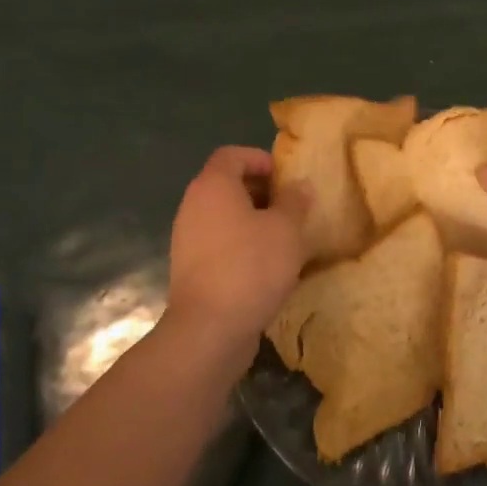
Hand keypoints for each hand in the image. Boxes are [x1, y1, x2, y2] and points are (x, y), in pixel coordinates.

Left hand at [165, 146, 309, 365]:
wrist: (208, 330)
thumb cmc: (251, 266)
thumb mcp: (286, 230)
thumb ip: (294, 202)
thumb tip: (299, 186)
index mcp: (213, 186)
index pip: (232, 155)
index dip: (259, 159)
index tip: (285, 177)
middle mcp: (193, 206)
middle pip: (226, 184)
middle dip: (260, 191)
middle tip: (290, 208)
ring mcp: (187, 239)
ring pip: (223, 216)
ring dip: (252, 220)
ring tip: (283, 238)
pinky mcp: (190, 268)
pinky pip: (218, 243)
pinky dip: (240, 244)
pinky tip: (266, 266)